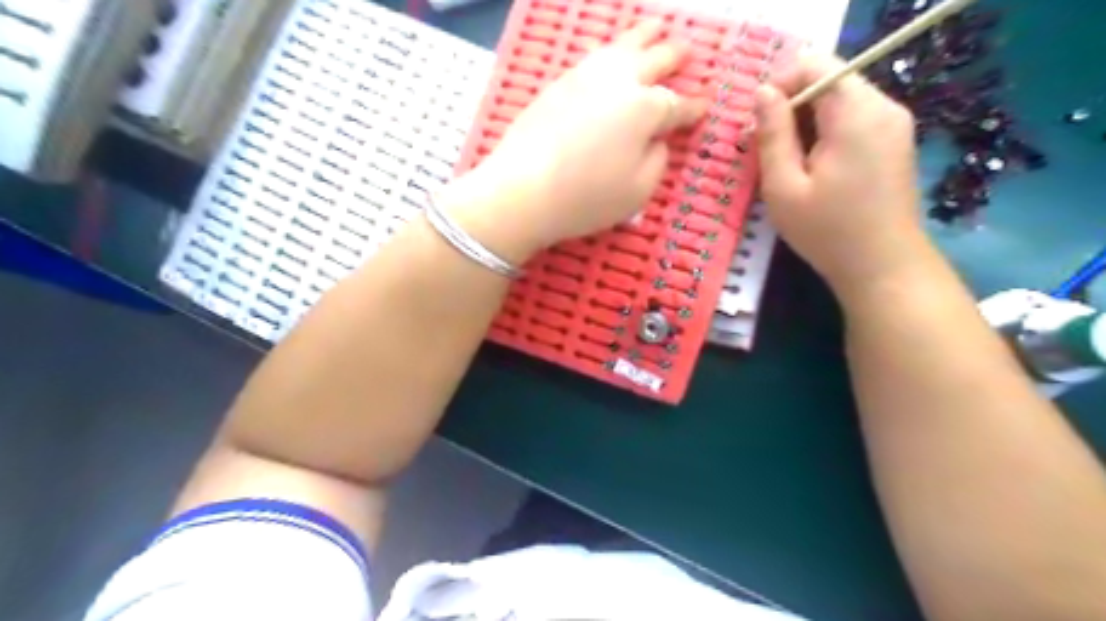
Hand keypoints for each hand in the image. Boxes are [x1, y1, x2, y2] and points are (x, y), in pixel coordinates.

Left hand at [443, 20, 708, 260]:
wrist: (522, 189)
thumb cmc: (586, 197)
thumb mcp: (638, 192)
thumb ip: (657, 161)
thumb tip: (657, 139)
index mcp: (646, 109)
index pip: (678, 105)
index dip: (694, 107)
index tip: (705, 105)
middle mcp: (619, 82)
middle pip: (655, 59)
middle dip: (675, 55)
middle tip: (688, 51)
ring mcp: (586, 77)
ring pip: (622, 46)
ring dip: (644, 36)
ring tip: (655, 29)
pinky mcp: (559, 82)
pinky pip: (593, 55)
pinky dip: (610, 49)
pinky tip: (611, 52)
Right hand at [757, 53, 925, 294]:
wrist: (883, 267)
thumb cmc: (827, 231)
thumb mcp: (784, 186)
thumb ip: (772, 134)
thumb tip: (761, 92)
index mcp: (856, 113)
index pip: (815, 64)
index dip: (780, 85)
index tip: (757, 124)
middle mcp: (883, 107)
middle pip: (828, 81)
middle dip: (791, 107)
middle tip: (765, 149)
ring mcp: (893, 123)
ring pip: (839, 101)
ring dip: (806, 123)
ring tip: (785, 164)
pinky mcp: (894, 141)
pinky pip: (852, 119)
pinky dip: (825, 133)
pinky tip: (812, 169)